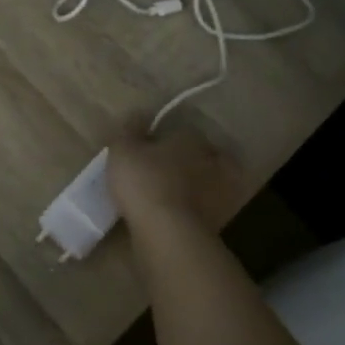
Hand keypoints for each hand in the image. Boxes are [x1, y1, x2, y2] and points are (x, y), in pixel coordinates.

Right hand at [107, 123, 237, 227]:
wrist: (168, 231)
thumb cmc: (143, 181)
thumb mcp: (123, 150)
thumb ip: (129, 130)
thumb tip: (139, 113)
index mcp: (191, 138)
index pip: (181, 132)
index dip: (163, 140)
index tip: (147, 150)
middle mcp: (212, 159)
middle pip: (199, 155)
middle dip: (184, 161)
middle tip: (162, 172)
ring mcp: (220, 191)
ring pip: (207, 182)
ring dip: (195, 186)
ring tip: (172, 196)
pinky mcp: (221, 219)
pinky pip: (207, 209)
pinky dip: (197, 210)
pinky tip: (181, 216)